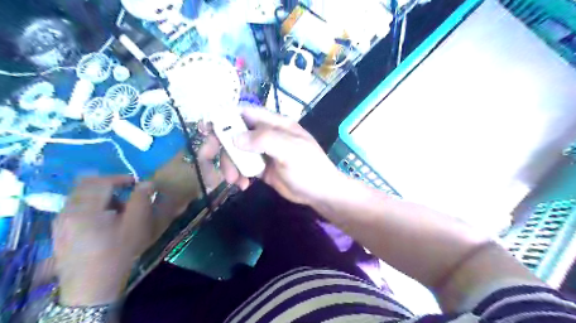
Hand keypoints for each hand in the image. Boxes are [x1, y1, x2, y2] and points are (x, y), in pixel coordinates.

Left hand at [52, 176, 153, 304]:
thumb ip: (142, 199)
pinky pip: (74, 206)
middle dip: (109, 183)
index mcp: (85, 209)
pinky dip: (90, 204)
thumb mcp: (136, 224)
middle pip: (86, 184)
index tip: (136, 183)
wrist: (92, 286)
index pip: (102, 181)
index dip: (121, 178)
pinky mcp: (59, 230)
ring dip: (99, 194)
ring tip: (116, 207)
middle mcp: (68, 210)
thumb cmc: (119, 252)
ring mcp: (60, 221)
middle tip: (126, 191)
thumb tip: (147, 182)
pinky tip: (103, 218)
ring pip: (79, 195)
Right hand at [215, 107, 340, 204]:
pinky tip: (243, 185)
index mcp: (275, 124)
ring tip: (234, 182)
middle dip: (221, 146)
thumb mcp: (290, 151)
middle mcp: (267, 135)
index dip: (225, 117)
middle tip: (206, 160)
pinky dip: (238, 175)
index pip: (246, 113)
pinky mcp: (262, 168)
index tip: (206, 128)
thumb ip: (264, 140)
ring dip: (230, 165)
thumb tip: (234, 137)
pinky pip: (243, 167)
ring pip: (237, 152)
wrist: (320, 193)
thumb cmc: (309, 169)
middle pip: (236, 133)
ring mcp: (263, 152)